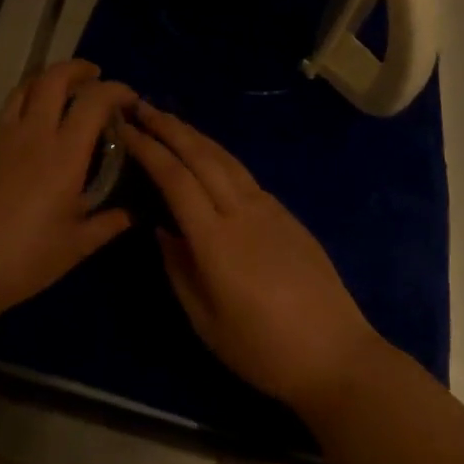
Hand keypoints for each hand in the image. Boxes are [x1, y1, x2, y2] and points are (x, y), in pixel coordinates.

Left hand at [0, 61, 136, 322]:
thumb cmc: (23, 260)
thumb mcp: (74, 247)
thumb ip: (106, 225)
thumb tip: (129, 214)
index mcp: (64, 154)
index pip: (94, 101)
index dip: (115, 90)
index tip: (128, 98)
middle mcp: (32, 134)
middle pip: (54, 78)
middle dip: (77, 68)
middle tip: (93, 75)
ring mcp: (0, 138)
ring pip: (24, 89)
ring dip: (46, 82)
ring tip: (59, 92)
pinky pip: (5, 118)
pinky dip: (23, 113)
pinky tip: (27, 139)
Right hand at [120, 104, 382, 411]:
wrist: (337, 356)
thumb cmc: (264, 351)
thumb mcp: (206, 323)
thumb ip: (179, 270)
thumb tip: (162, 229)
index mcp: (216, 240)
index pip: (175, 180)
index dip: (149, 150)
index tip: (127, 130)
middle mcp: (242, 212)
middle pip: (201, 156)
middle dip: (169, 128)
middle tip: (141, 107)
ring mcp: (269, 209)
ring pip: (226, 158)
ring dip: (194, 134)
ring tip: (169, 120)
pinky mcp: (287, 214)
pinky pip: (245, 174)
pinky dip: (219, 155)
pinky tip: (208, 155)